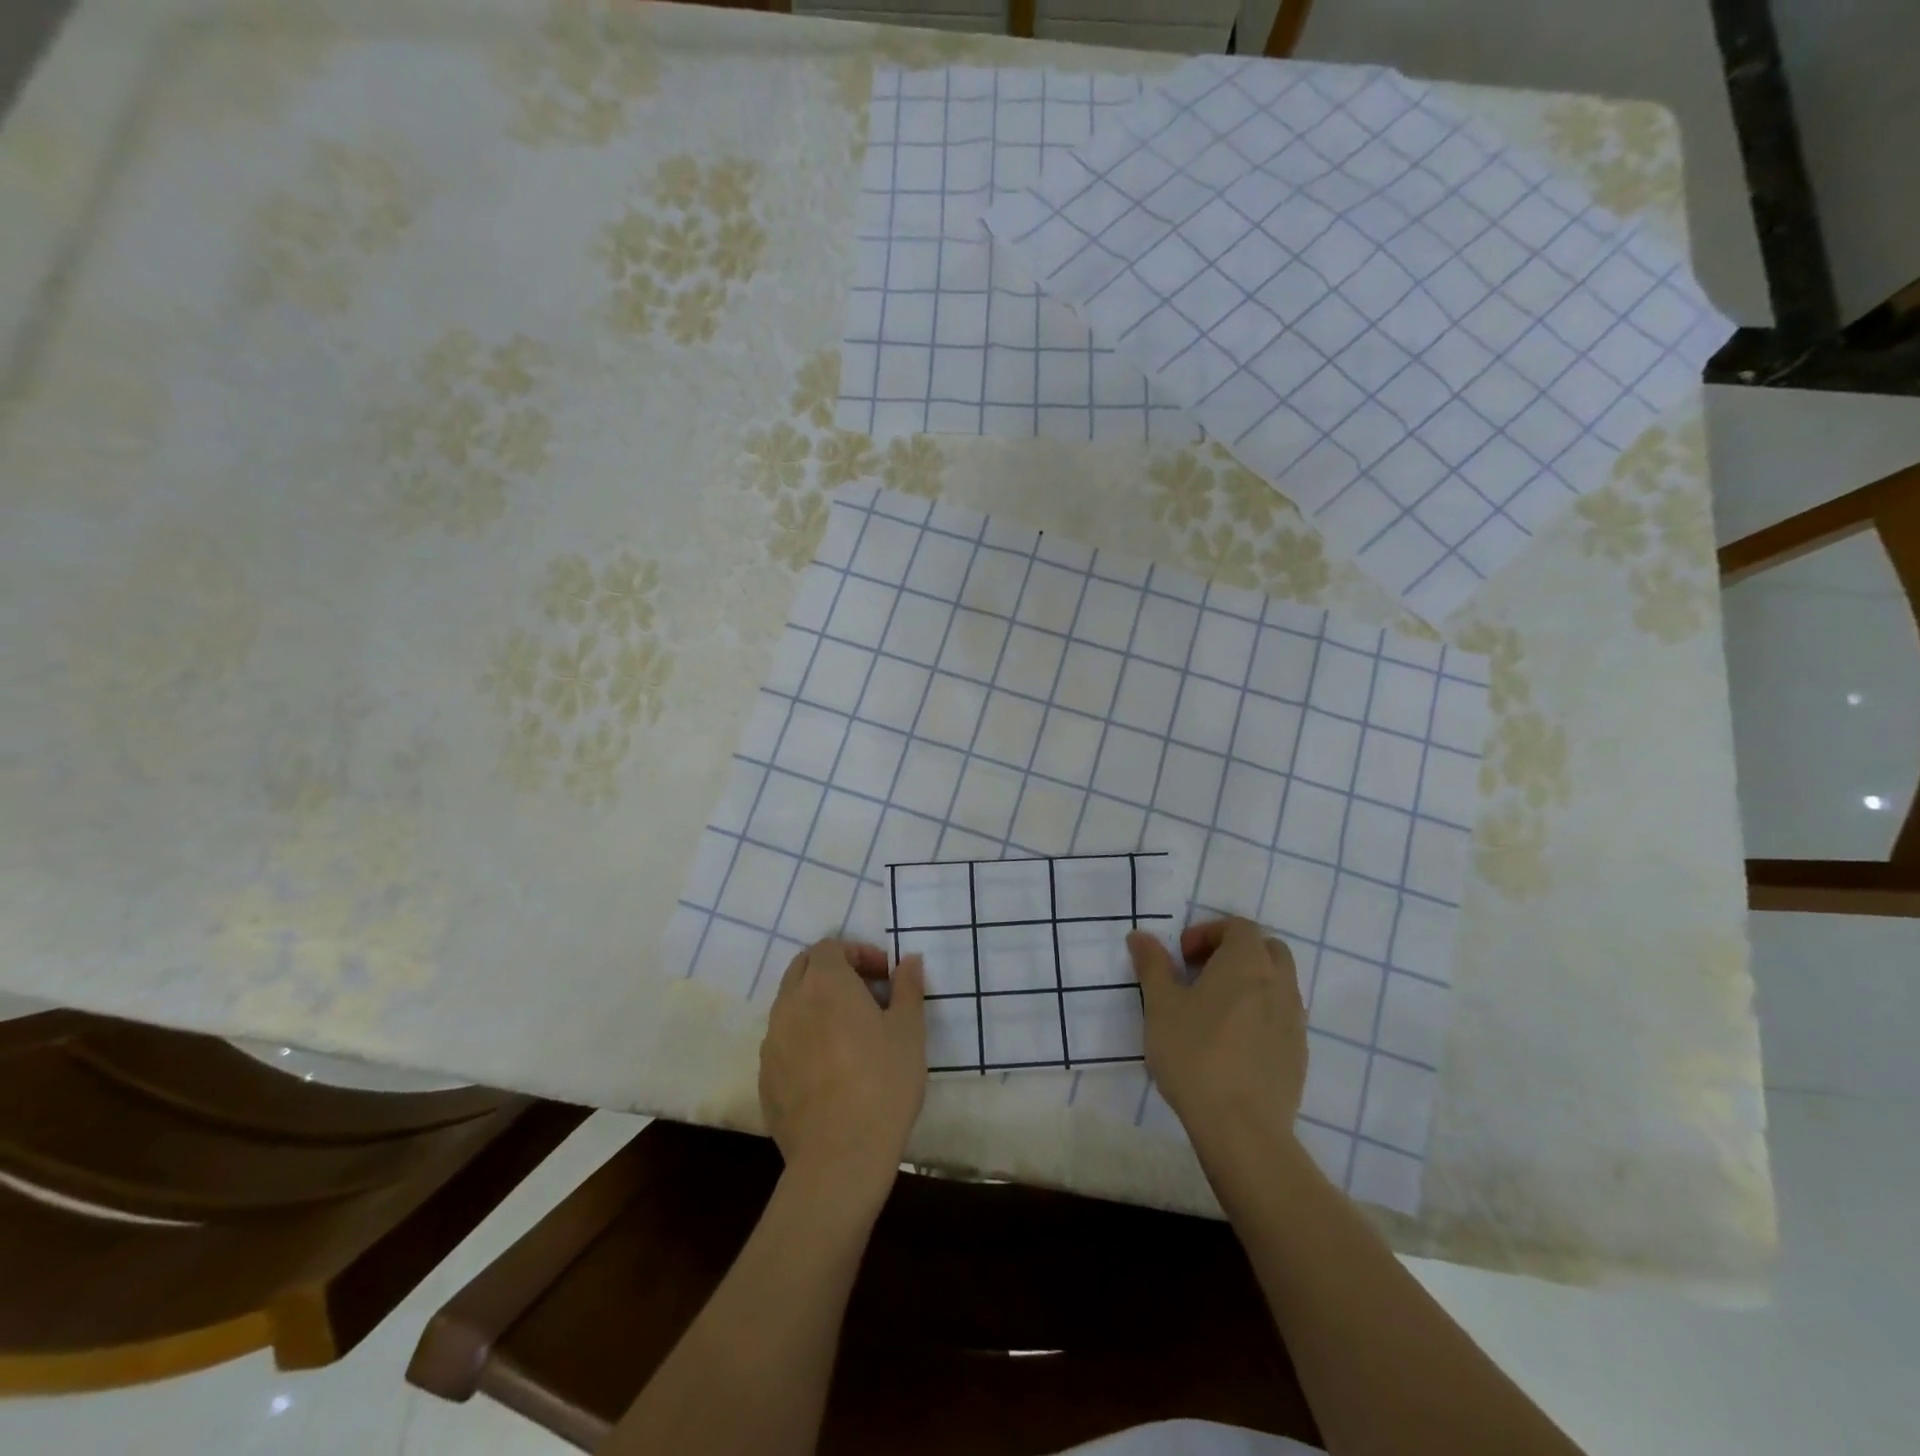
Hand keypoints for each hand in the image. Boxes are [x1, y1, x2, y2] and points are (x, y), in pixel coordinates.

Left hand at [759, 940, 926, 1200]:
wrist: (840, 1156)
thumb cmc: (883, 1083)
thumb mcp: (909, 1030)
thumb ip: (907, 987)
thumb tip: (908, 960)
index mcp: (824, 984)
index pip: (830, 947)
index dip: (858, 953)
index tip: (884, 976)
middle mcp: (790, 1003)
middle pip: (803, 967)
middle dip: (833, 971)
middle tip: (866, 995)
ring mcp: (771, 1041)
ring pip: (790, 1004)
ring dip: (816, 1003)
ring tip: (849, 1032)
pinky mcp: (765, 1076)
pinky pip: (783, 1040)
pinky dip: (804, 1037)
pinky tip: (829, 1067)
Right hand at [1127, 918, 1306, 1154]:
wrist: (1242, 1127)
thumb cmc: (1195, 1054)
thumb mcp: (1161, 1006)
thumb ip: (1153, 965)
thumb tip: (1141, 936)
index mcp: (1247, 963)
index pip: (1238, 926)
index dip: (1208, 933)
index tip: (1182, 957)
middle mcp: (1279, 984)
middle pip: (1267, 949)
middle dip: (1235, 953)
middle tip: (1201, 976)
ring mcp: (1294, 1020)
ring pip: (1278, 984)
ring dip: (1250, 984)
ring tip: (1214, 1011)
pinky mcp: (1298, 1054)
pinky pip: (1282, 1017)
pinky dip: (1261, 1014)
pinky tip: (1233, 1044)